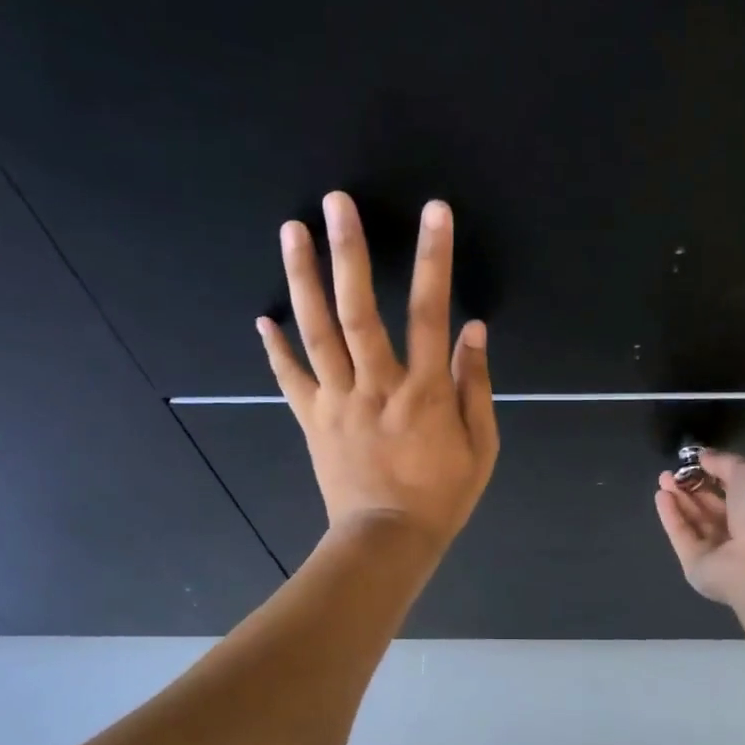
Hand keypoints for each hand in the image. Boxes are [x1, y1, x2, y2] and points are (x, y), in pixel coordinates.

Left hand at [258, 191, 497, 549]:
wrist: (387, 541)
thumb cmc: (442, 496)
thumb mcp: (481, 446)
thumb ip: (475, 386)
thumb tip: (473, 329)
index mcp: (423, 391)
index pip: (430, 312)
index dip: (433, 259)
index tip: (434, 213)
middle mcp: (375, 385)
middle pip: (358, 310)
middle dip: (349, 252)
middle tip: (337, 202)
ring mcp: (337, 401)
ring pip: (316, 332)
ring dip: (303, 279)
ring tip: (292, 231)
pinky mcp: (312, 419)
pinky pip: (290, 378)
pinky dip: (275, 347)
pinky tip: (262, 316)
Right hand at [655, 450, 744, 608]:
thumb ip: (725, 463)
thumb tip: (704, 457)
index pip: (737, 491)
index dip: (716, 474)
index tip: (696, 460)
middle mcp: (744, 532)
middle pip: (713, 508)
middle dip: (692, 487)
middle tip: (672, 471)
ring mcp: (720, 552)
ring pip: (695, 522)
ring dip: (679, 499)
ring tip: (663, 478)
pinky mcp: (698, 566)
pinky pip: (683, 536)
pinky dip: (671, 516)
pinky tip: (661, 496)